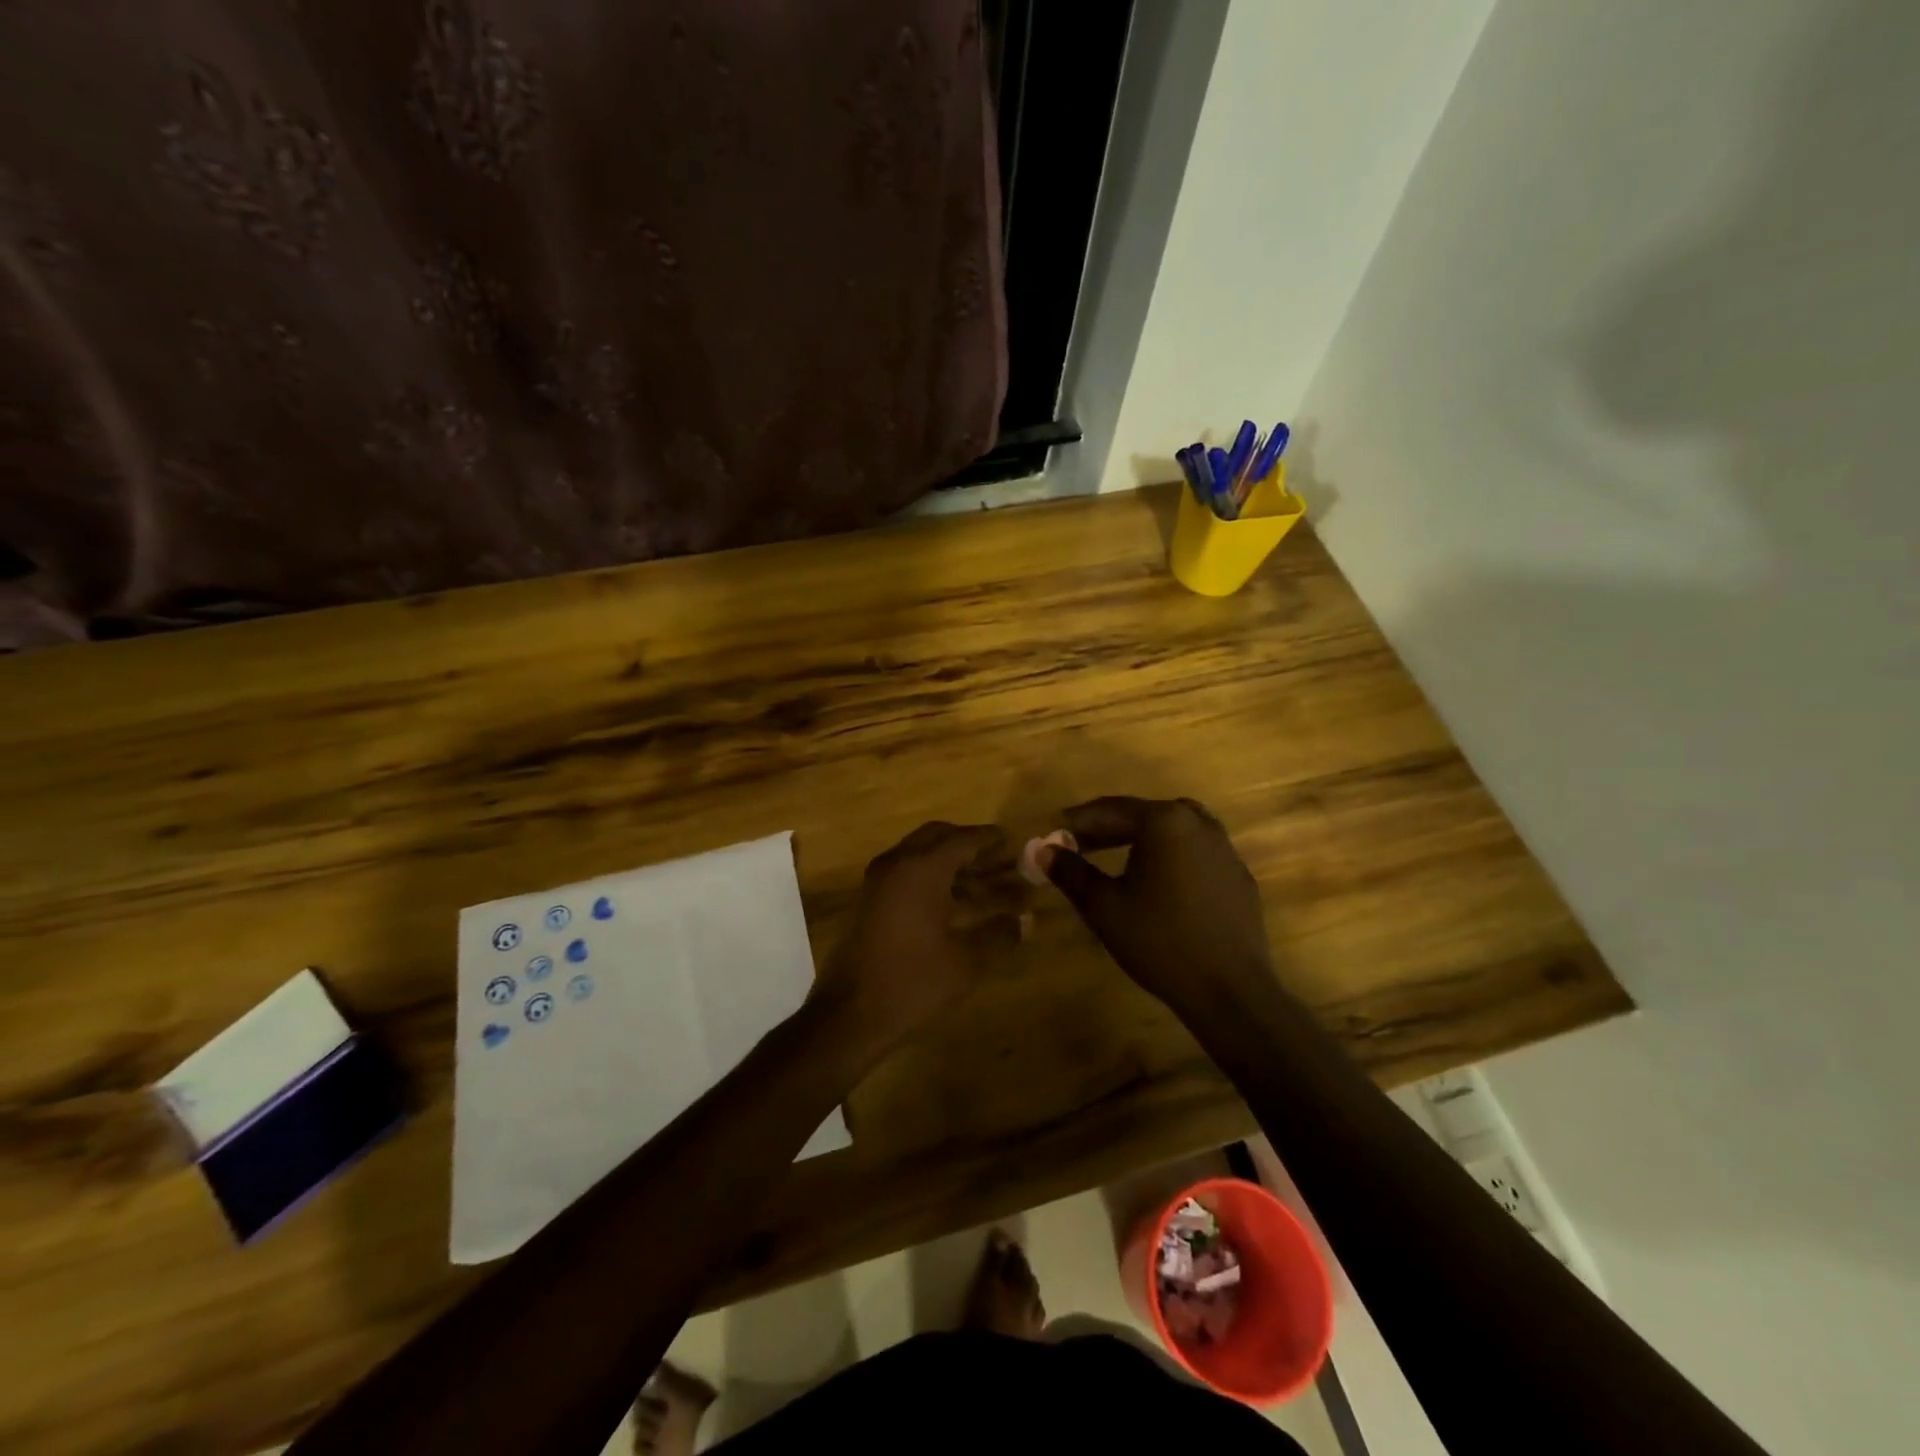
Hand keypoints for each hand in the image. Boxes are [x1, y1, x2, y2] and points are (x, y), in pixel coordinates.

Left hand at [817, 821, 1025, 1059]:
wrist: (848, 1015)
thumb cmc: (912, 983)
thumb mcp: (965, 961)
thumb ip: (998, 934)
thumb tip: (1024, 920)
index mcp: (921, 869)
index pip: (963, 839)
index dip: (991, 839)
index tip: (1014, 840)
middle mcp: (897, 863)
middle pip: (938, 837)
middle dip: (969, 845)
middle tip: (999, 859)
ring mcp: (878, 880)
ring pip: (920, 854)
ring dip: (952, 863)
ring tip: (986, 884)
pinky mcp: (870, 900)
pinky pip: (906, 873)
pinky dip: (932, 877)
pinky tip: (955, 903)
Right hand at [1041, 797, 1275, 1017]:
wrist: (1230, 990)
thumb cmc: (1159, 941)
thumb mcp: (1104, 907)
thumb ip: (1071, 873)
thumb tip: (1044, 851)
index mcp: (1165, 822)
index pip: (1111, 810)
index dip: (1077, 822)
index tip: (1052, 835)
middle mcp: (1198, 824)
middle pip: (1144, 816)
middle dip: (1108, 829)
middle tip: (1078, 847)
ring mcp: (1225, 850)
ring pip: (1174, 831)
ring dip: (1142, 840)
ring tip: (1117, 860)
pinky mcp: (1238, 877)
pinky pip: (1196, 854)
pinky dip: (1171, 859)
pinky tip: (1159, 887)